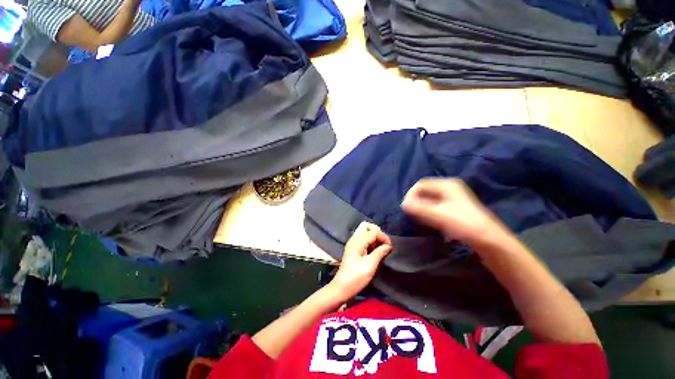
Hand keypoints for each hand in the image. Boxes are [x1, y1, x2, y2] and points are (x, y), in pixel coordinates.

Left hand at [327, 222, 392, 301]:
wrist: (342, 288)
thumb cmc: (356, 278)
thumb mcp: (370, 266)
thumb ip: (379, 253)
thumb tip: (388, 246)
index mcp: (357, 242)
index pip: (373, 231)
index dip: (383, 236)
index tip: (389, 247)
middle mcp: (354, 240)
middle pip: (366, 226)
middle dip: (377, 232)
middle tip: (384, 244)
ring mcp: (353, 244)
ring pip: (365, 232)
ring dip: (374, 237)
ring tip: (381, 248)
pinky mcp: (353, 249)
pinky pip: (363, 239)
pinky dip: (371, 241)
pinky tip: (375, 251)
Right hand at [401, 178, 511, 247]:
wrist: (488, 239)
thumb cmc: (462, 223)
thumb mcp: (437, 215)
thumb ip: (418, 208)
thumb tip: (403, 204)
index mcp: (446, 184)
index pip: (421, 184)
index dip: (411, 194)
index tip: (406, 207)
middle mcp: (449, 187)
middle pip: (425, 191)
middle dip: (416, 201)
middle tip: (411, 212)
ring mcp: (453, 197)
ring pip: (430, 199)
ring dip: (422, 206)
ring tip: (418, 217)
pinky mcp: (455, 207)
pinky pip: (436, 205)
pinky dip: (429, 211)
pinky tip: (428, 220)